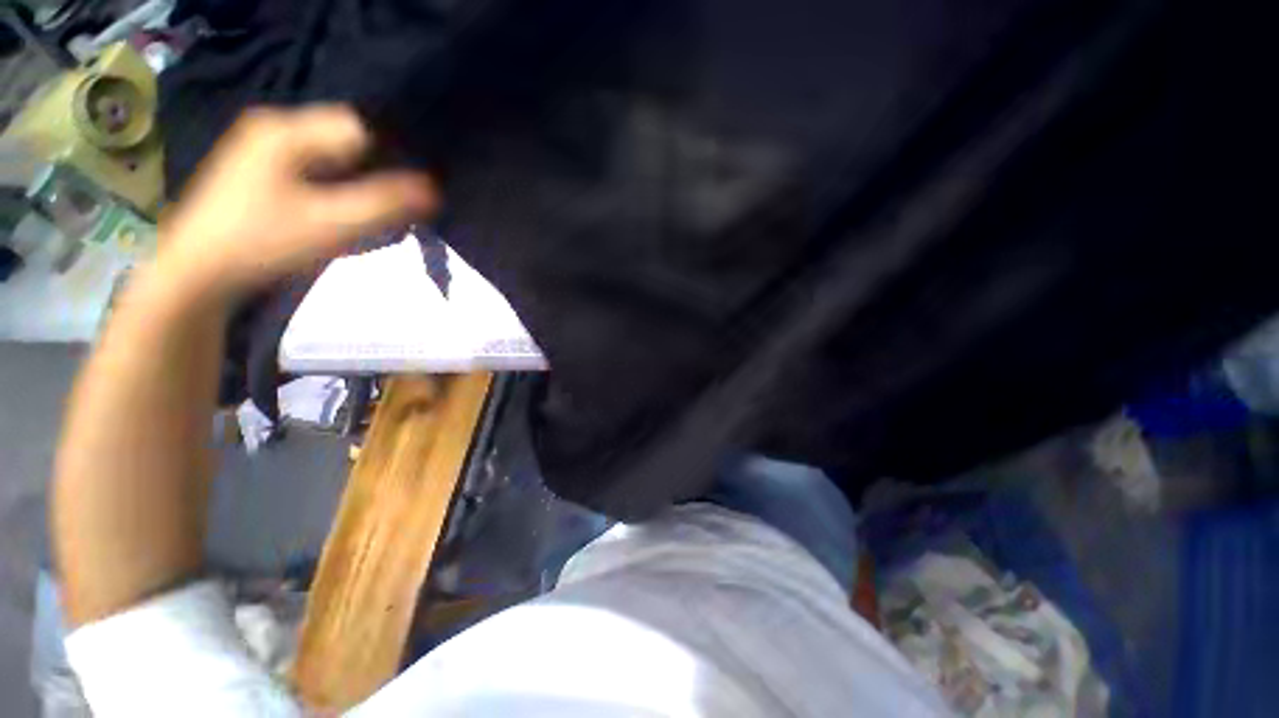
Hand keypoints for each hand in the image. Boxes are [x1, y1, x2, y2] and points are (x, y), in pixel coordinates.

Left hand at [158, 104, 436, 300]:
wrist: (197, 274)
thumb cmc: (262, 244)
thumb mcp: (332, 225)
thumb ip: (386, 205)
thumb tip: (435, 189)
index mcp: (286, 130)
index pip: (361, 128)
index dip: (391, 157)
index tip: (407, 194)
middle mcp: (275, 127)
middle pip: (347, 141)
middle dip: (375, 174)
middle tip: (390, 211)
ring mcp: (265, 148)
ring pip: (333, 157)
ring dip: (357, 184)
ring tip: (366, 217)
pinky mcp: (261, 170)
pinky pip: (316, 170)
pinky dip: (337, 189)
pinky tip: (338, 214)